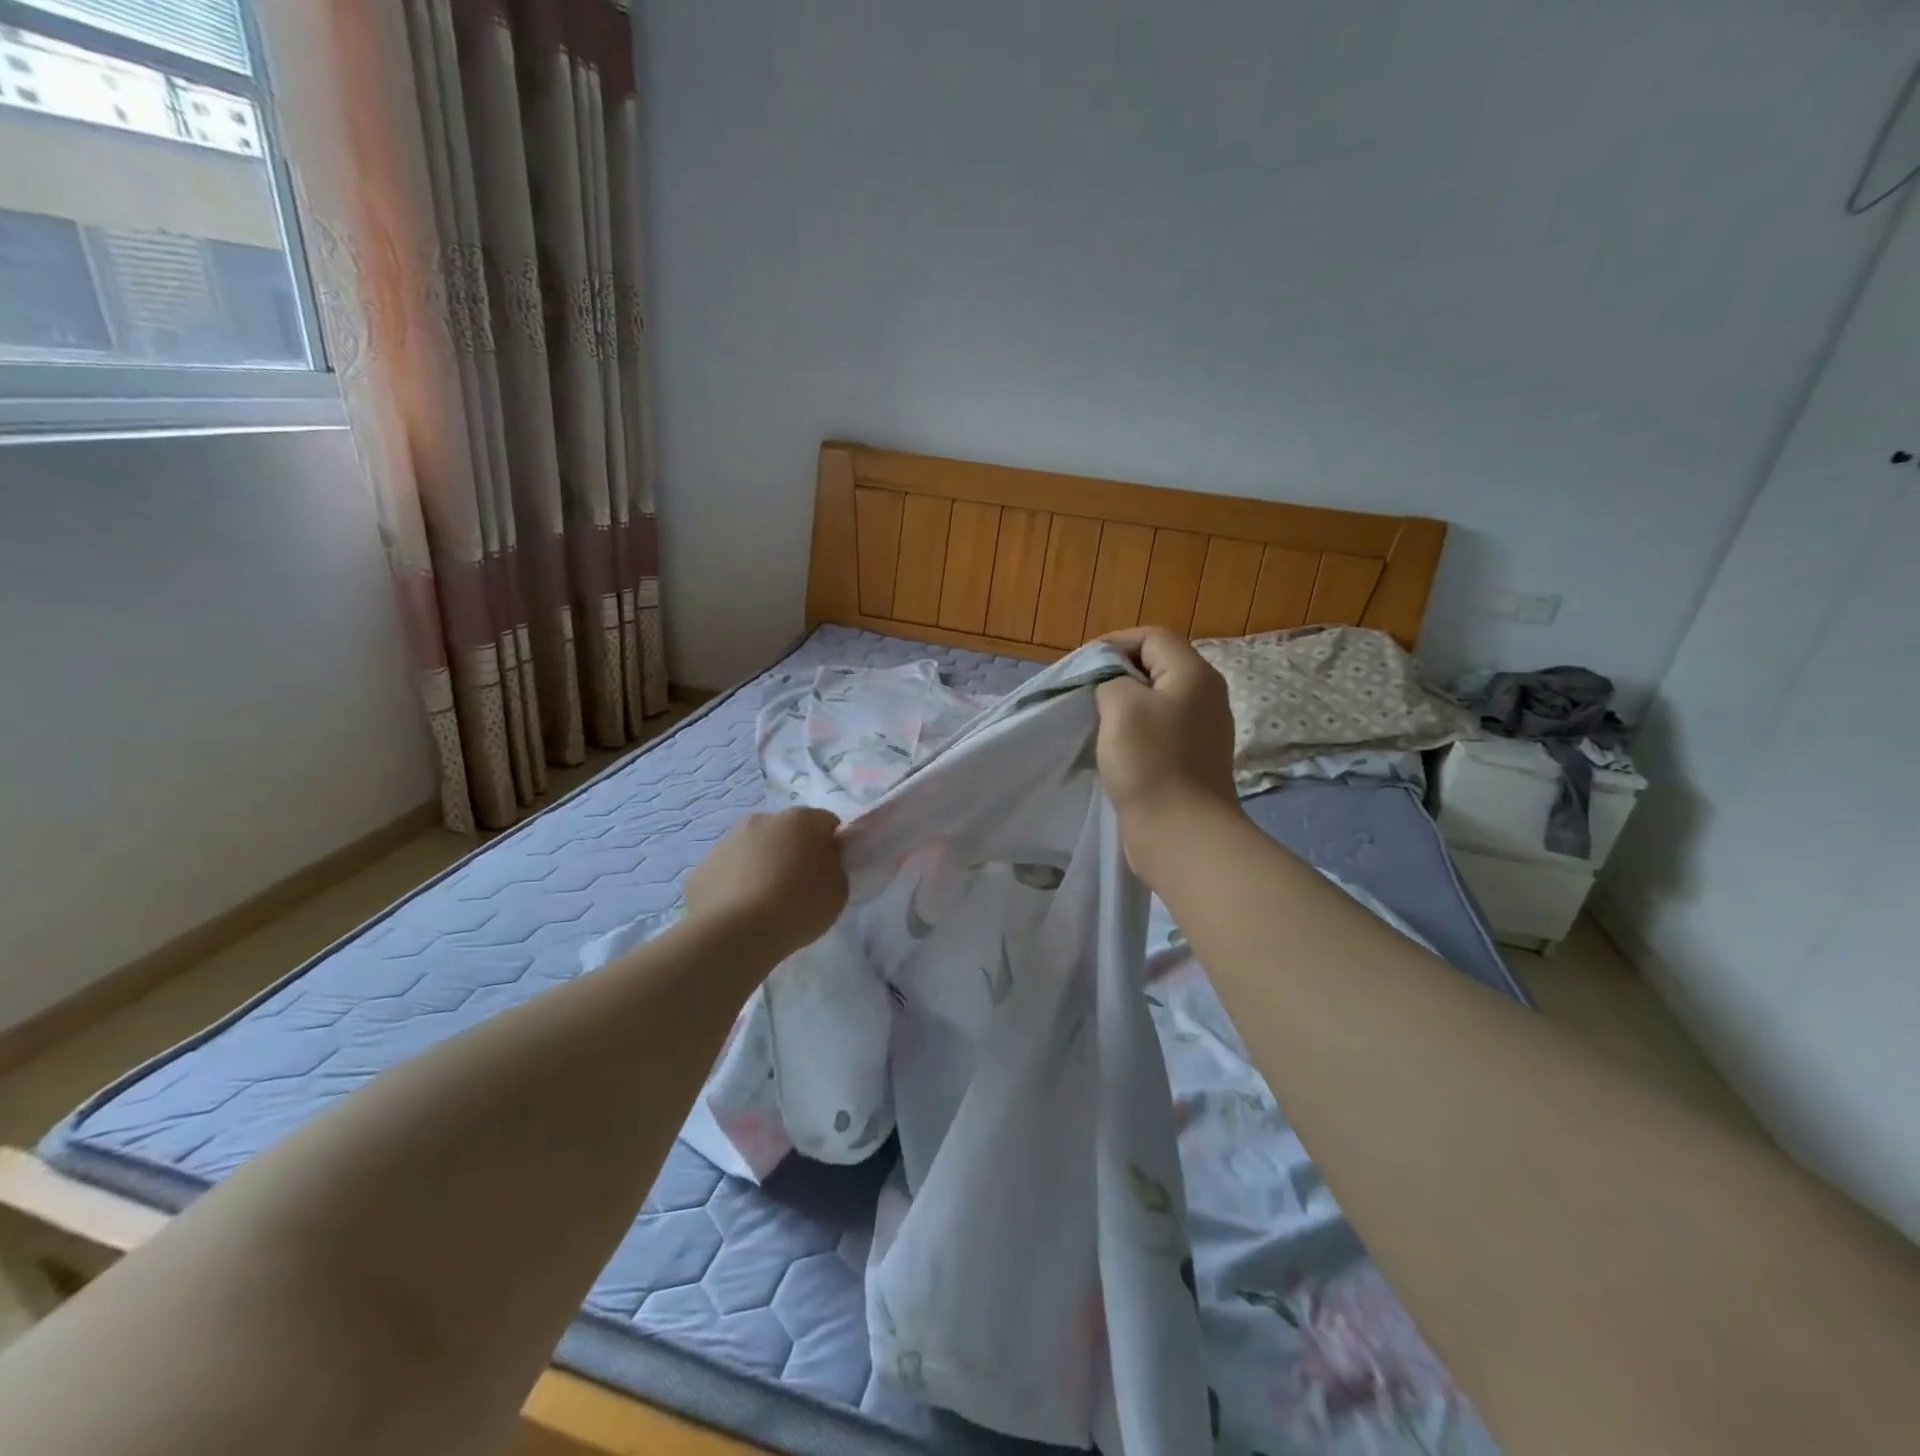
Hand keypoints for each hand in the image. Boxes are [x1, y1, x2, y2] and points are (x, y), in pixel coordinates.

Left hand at [684, 808, 847, 954]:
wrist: (736, 933)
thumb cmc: (798, 906)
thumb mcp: (838, 889)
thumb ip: (833, 865)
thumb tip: (822, 859)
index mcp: (800, 820)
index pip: (826, 823)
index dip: (831, 845)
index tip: (830, 870)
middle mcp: (762, 819)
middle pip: (786, 831)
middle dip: (793, 851)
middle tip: (798, 886)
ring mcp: (727, 841)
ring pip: (753, 849)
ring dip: (762, 866)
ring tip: (766, 903)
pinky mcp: (702, 867)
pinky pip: (728, 871)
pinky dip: (736, 885)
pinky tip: (741, 912)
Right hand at [1095, 628, 1240, 880]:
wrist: (1181, 834)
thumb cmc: (1151, 763)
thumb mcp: (1120, 706)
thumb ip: (1110, 680)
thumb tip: (1112, 686)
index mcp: (1194, 674)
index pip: (1152, 637)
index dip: (1114, 643)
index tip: (1082, 666)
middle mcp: (1204, 697)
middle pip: (1155, 667)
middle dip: (1115, 674)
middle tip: (1083, 692)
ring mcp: (1200, 731)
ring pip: (1154, 701)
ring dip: (1122, 706)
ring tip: (1092, 720)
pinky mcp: (1190, 760)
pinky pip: (1157, 732)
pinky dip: (1132, 733)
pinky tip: (1111, 749)